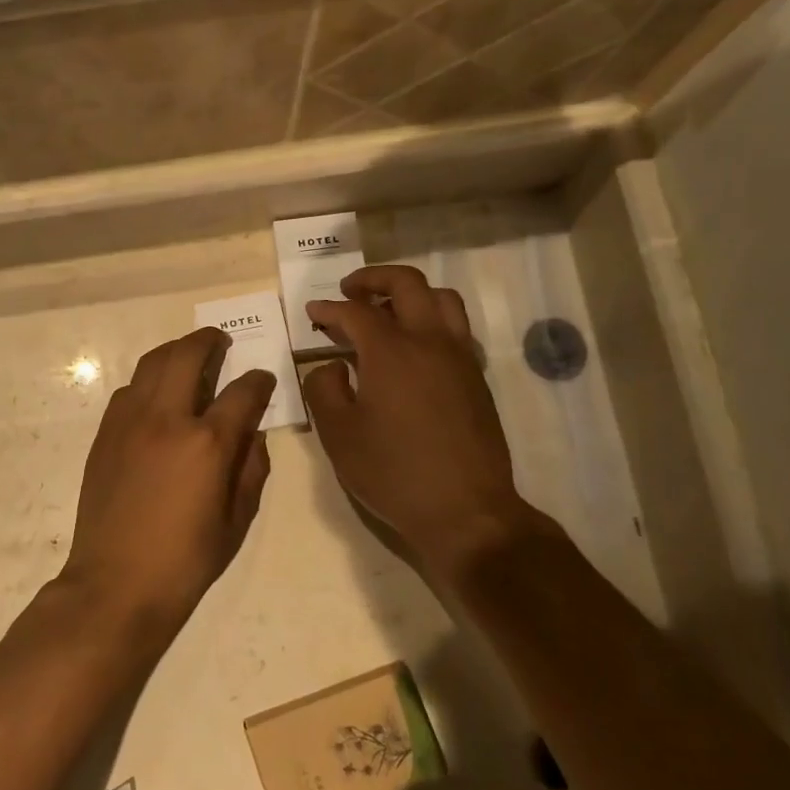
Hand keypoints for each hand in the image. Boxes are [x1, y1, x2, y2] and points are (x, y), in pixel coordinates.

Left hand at [62, 329, 275, 637]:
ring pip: (152, 363)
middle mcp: (167, 419)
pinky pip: (129, 390)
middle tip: (221, 342)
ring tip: (189, 357)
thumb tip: (253, 435)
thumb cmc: (185, 560)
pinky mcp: (105, 433)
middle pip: (188, 355)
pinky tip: (157, 396)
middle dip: (210, 341)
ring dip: (175, 352)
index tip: (263, 378)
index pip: (242, 392)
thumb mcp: (237, 521)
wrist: (115, 583)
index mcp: (207, 443)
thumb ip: (251, 469)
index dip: (259, 380)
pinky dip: (148, 381)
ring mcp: (130, 422)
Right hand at [303, 265, 553, 578]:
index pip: (356, 312)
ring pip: (441, 298)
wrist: (465, 511)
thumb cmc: (394, 473)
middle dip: (373, 278)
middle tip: (349, 291)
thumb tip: (330, 366)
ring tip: (386, 309)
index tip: (312, 312)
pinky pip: (457, 326)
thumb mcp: (339, 435)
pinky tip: (415, 345)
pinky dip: (432, 318)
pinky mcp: (476, 376)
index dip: (329, 308)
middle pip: (407, 283)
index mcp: (391, 352)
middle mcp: (429, 341)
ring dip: (410, 292)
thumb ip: (324, 390)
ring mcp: (459, 356)